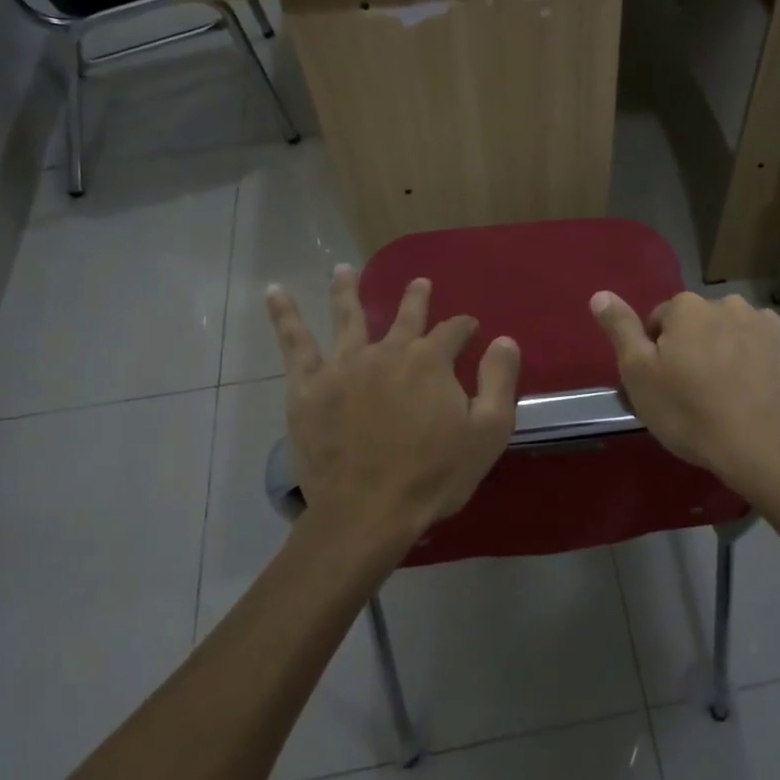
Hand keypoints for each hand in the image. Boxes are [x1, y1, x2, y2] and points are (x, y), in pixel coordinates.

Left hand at [267, 267, 519, 544]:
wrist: (368, 511)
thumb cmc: (434, 475)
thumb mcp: (488, 431)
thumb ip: (499, 380)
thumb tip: (504, 339)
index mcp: (431, 360)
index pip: (454, 330)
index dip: (465, 327)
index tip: (471, 331)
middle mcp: (388, 351)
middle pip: (405, 315)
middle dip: (416, 298)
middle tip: (420, 283)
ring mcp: (345, 365)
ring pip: (348, 316)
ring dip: (347, 290)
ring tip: (343, 269)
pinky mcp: (309, 386)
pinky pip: (295, 343)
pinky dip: (285, 315)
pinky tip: (274, 292)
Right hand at [591, 290, 779, 482]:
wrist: (763, 447)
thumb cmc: (690, 412)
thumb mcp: (639, 375)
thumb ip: (621, 329)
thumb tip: (600, 294)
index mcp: (688, 307)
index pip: (662, 321)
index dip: (660, 352)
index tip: (667, 383)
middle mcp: (729, 303)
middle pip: (704, 323)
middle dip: (699, 347)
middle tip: (700, 390)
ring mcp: (770, 321)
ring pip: (740, 332)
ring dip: (734, 351)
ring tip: (736, 393)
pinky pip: (775, 345)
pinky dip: (768, 360)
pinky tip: (765, 390)